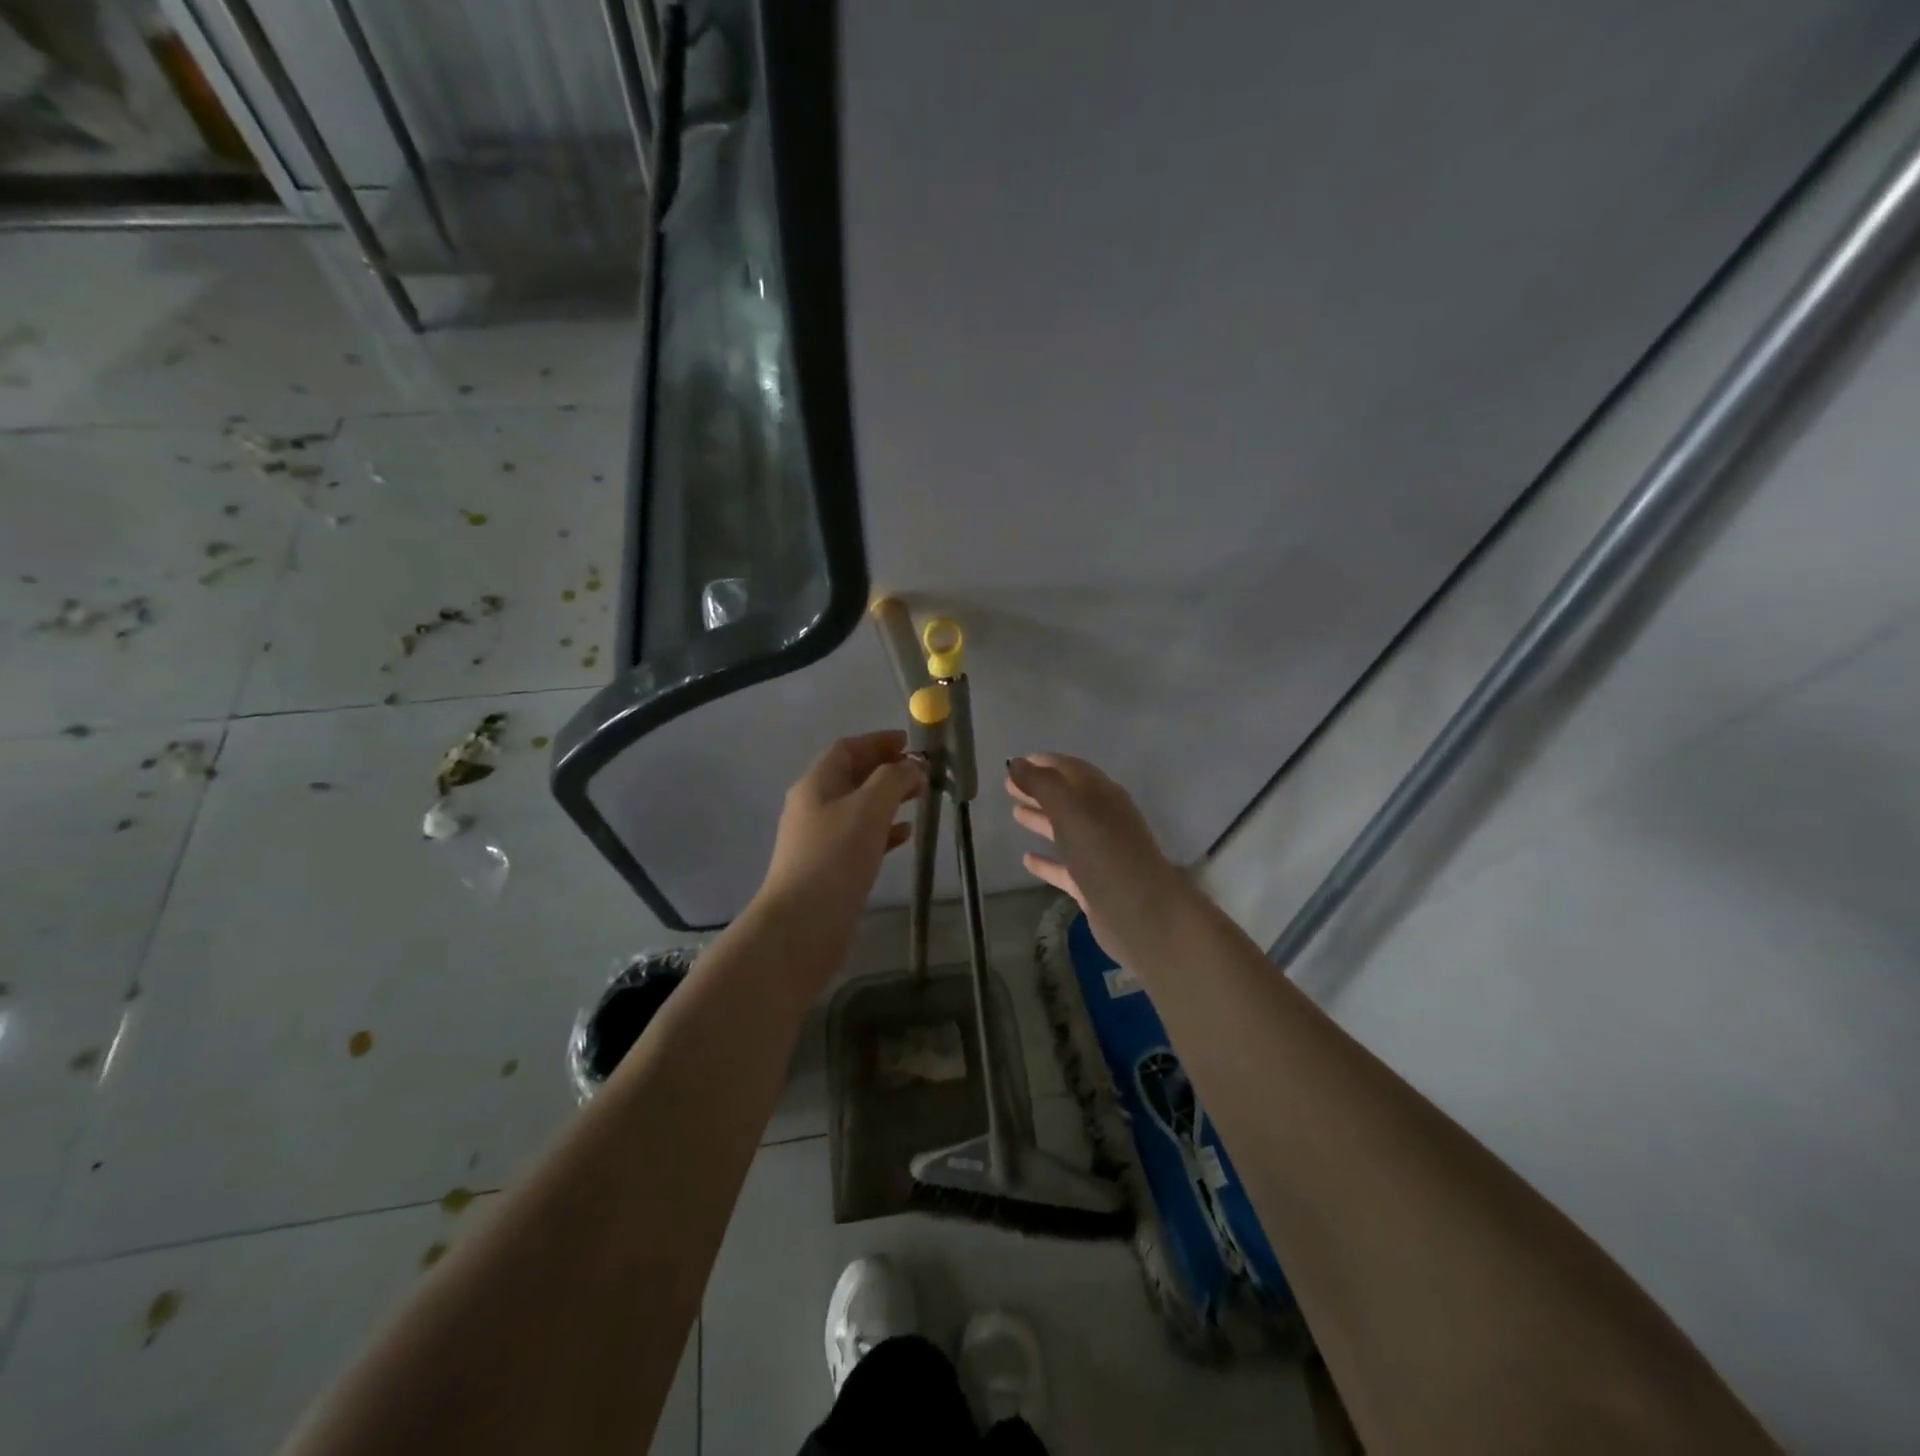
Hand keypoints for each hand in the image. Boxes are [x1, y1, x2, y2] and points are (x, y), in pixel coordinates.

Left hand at [753, 730, 924, 946]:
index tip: (910, 742)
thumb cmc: (835, 857)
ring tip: (920, 799)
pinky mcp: (830, 867)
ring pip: (859, 807)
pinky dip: (883, 830)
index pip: (846, 749)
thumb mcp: (869, 808)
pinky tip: (905, 836)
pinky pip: (860, 837)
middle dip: (886, 769)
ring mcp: (819, 839)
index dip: (877, 741)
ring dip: (888, 799)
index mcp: (816, 784)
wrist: (802, 925)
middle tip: (921, 773)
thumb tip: (912, 766)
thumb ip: (893, 779)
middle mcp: (814, 806)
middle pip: (852, 776)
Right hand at [1006, 753, 1184, 958]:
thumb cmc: (1105, 853)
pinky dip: (1047, 861)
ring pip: (1066, 830)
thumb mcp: (1071, 810)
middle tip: (1007, 786)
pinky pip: (1065, 867)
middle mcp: (1103, 820)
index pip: (1070, 769)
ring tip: (1015, 813)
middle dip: (1039, 789)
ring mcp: (1099, 854)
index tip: (1014, 762)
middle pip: (1067, 797)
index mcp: (1102, 795)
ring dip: (1042, 819)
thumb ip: (1042, 784)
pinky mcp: (1093, 885)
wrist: (1142, 915)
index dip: (1044, 763)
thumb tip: (1015, 763)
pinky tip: (1026, 860)